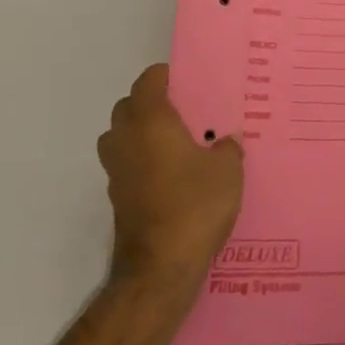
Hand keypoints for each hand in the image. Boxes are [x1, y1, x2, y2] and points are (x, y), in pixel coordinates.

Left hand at [99, 64, 243, 292]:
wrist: (160, 268)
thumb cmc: (195, 205)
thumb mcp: (228, 170)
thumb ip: (227, 148)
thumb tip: (224, 143)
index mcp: (151, 122)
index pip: (147, 82)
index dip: (163, 76)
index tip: (186, 79)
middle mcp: (126, 141)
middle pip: (127, 108)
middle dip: (150, 103)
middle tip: (183, 109)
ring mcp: (117, 172)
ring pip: (121, 138)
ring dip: (140, 133)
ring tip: (175, 141)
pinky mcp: (118, 199)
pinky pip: (127, 165)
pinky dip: (142, 161)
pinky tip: (172, 175)